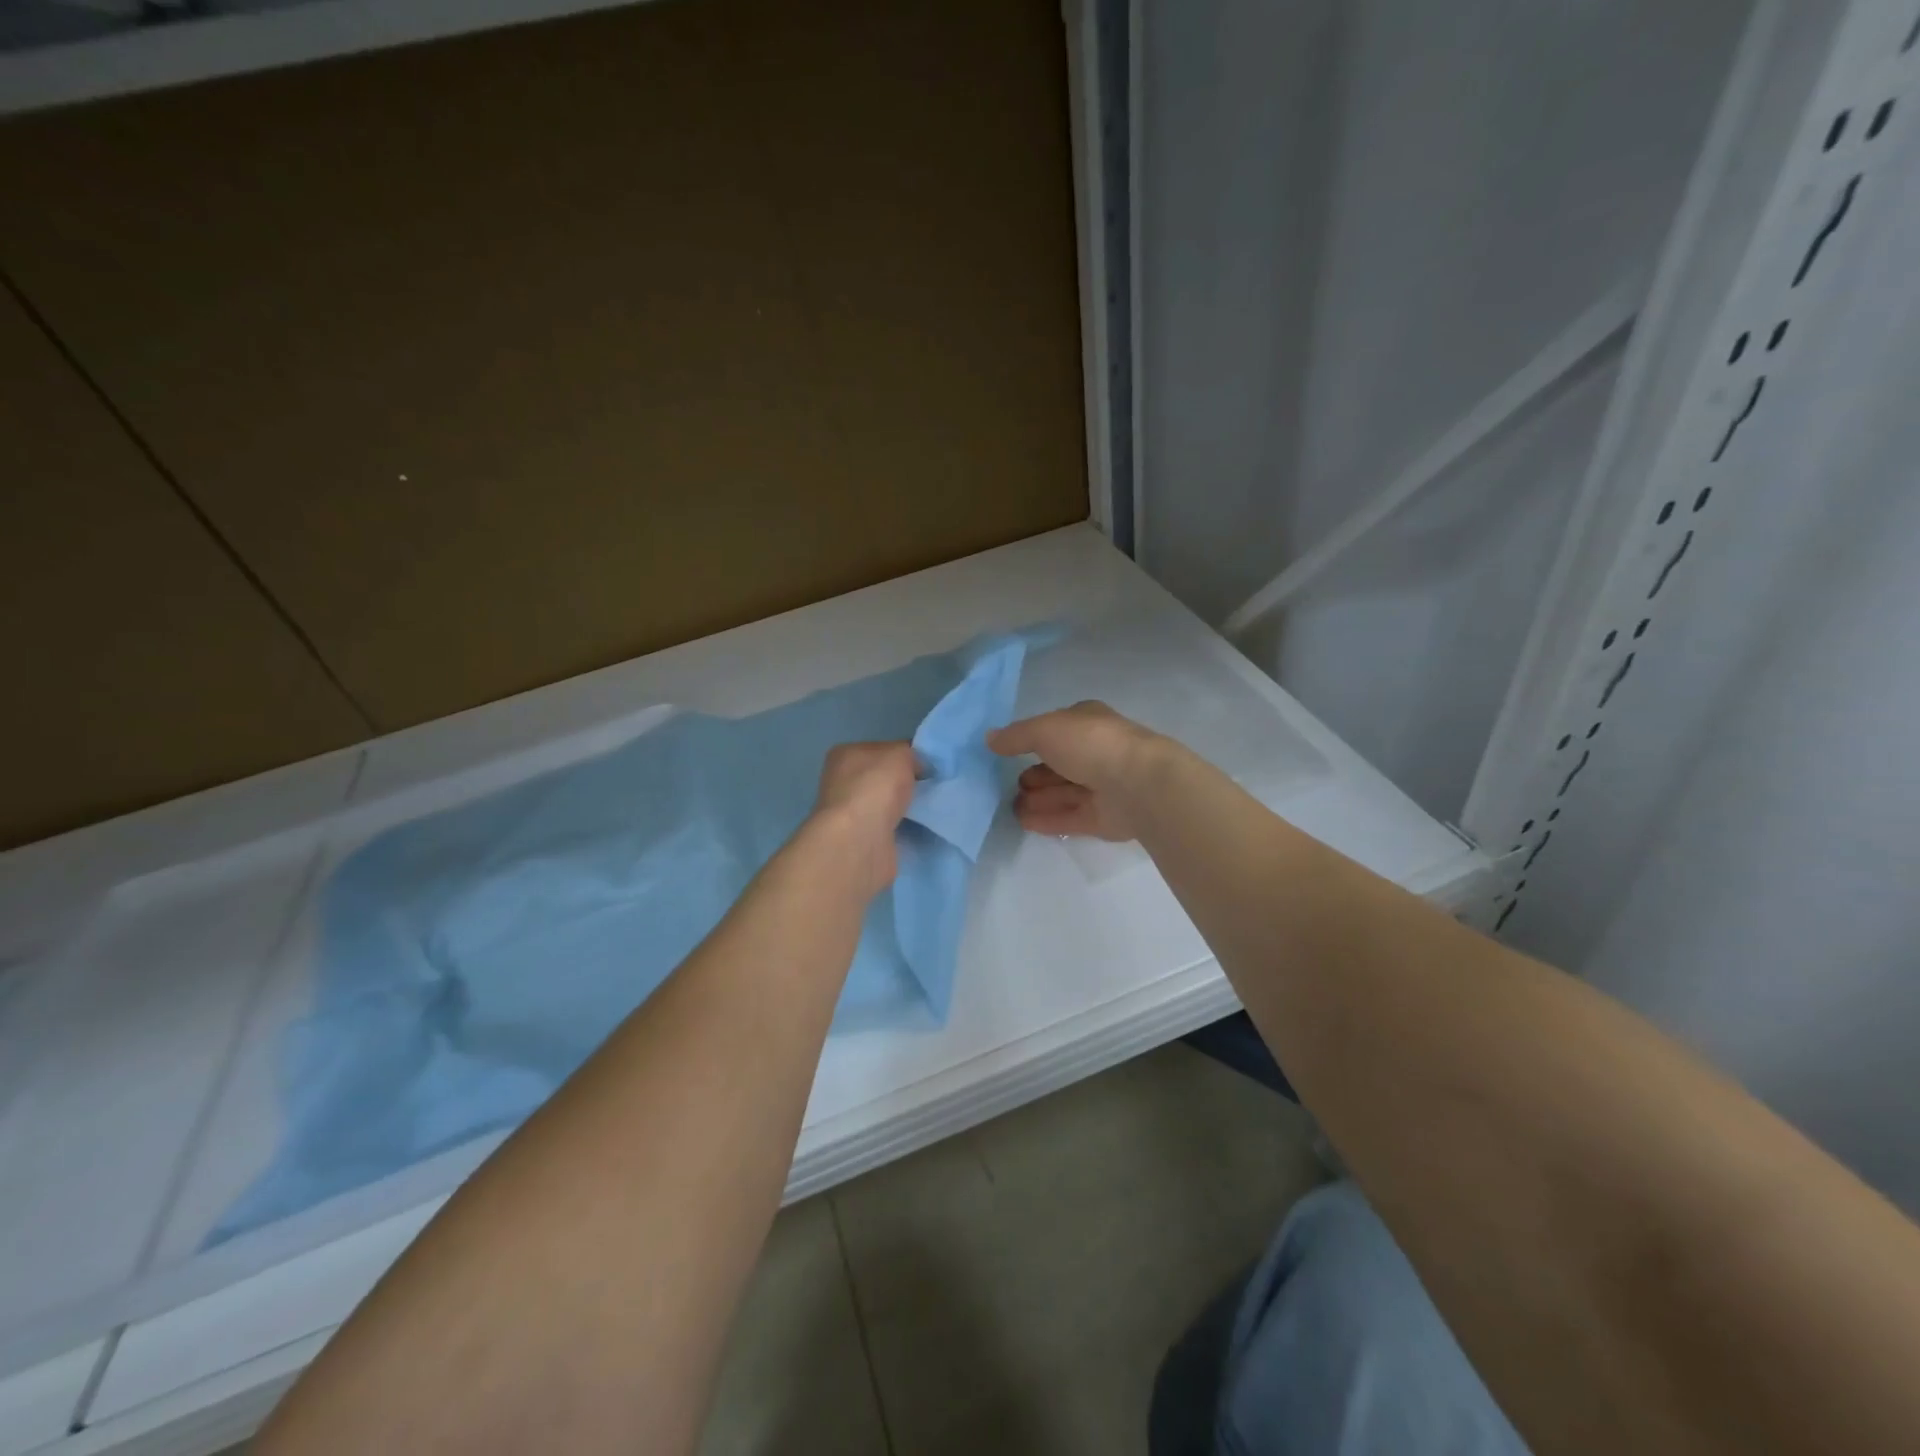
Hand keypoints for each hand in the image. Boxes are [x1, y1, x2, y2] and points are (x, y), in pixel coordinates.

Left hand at [807, 741, 918, 896]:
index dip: (906, 756)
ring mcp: (850, 814)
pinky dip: (905, 829)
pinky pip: (891, 829)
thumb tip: (918, 767)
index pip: (881, 750)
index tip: (929, 766)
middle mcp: (842, 783)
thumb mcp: (900, 754)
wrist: (861, 840)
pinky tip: (921, 829)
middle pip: (883, 778)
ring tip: (931, 809)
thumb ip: (910, 754)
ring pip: (887, 805)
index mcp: (845, 755)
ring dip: (906, 808)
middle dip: (906, 783)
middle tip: (933, 788)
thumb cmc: (876, 787)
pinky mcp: (861, 841)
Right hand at [988, 701, 1161, 841]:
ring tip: (1010, 807)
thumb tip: (989, 739)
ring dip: (1037, 799)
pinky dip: (1047, 819)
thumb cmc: (1091, 744)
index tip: (1006, 753)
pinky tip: (1024, 823)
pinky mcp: (1104, 817)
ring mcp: (1103, 786)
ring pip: (1064, 792)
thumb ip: (1015, 736)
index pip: (1055, 729)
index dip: (1032, 739)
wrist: (1139, 785)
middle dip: (1035, 774)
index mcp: (1088, 723)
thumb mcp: (1045, 729)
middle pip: (1059, 764)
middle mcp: (1096, 752)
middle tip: (1007, 785)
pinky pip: (1070, 817)